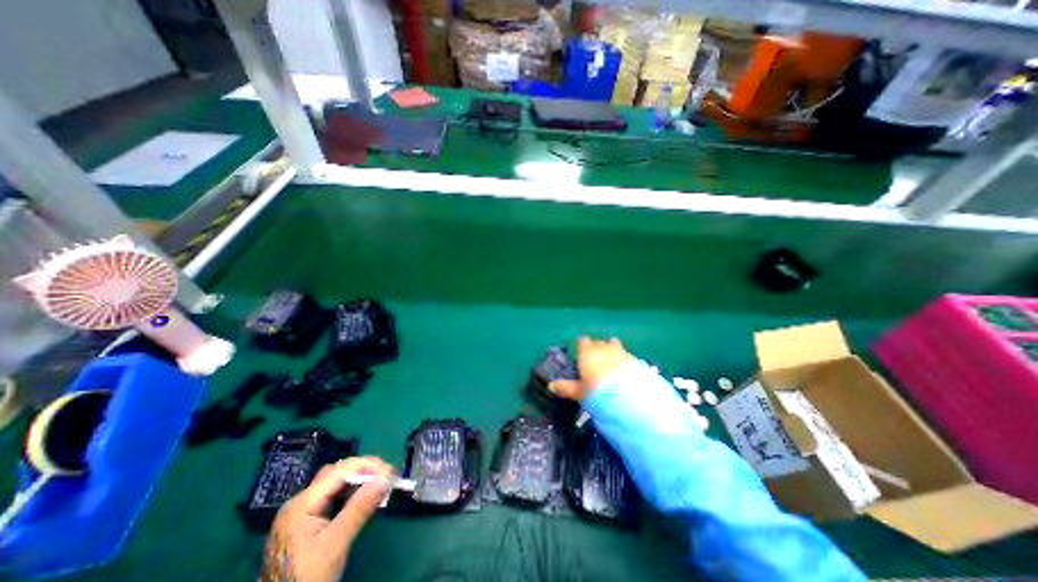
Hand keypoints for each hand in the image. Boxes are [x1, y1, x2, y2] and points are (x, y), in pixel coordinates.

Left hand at [262, 455, 396, 581]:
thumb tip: (385, 478)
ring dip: (359, 479)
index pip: (340, 471)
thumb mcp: (335, 544)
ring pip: (336, 482)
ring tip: (379, 484)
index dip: (367, 466)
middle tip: (386, 476)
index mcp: (302, 503)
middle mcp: (301, 501)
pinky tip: (363, 497)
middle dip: (364, 470)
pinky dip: (351, 492)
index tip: (390, 472)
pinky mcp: (308, 521)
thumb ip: (359, 508)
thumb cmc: (306, 578)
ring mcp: (302, 511)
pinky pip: (333, 495)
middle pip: (337, 472)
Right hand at [546, 336, 636, 400]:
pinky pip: (626, 354)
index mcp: (588, 353)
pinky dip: (624, 358)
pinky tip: (625, 369)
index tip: (581, 352)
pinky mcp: (635, 359)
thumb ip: (565, 388)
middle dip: (597, 347)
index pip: (583, 341)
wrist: (629, 398)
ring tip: (612, 361)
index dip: (582, 345)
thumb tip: (550, 386)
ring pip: (614, 344)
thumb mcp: (579, 393)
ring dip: (612, 349)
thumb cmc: (598, 393)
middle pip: (599, 342)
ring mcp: (620, 351)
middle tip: (595, 360)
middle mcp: (603, 348)